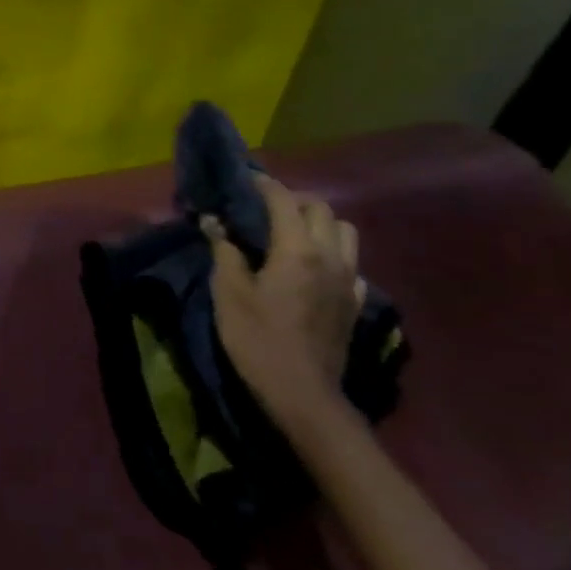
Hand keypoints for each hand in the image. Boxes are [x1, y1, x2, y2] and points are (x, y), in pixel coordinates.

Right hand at [204, 174, 361, 437]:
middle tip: (264, 205)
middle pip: (322, 211)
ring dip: (319, 223)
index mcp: (298, 251)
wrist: (303, 392)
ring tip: (291, 232)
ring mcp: (350, 281)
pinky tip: (312, 269)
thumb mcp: (229, 293)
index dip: (264, 185)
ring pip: (345, 233)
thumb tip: (215, 223)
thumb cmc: (257, 338)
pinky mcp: (355, 302)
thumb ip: (225, 252)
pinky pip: (351, 263)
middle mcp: (331, 257)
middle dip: (294, 200)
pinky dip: (332, 254)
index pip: (284, 202)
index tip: (245, 177)